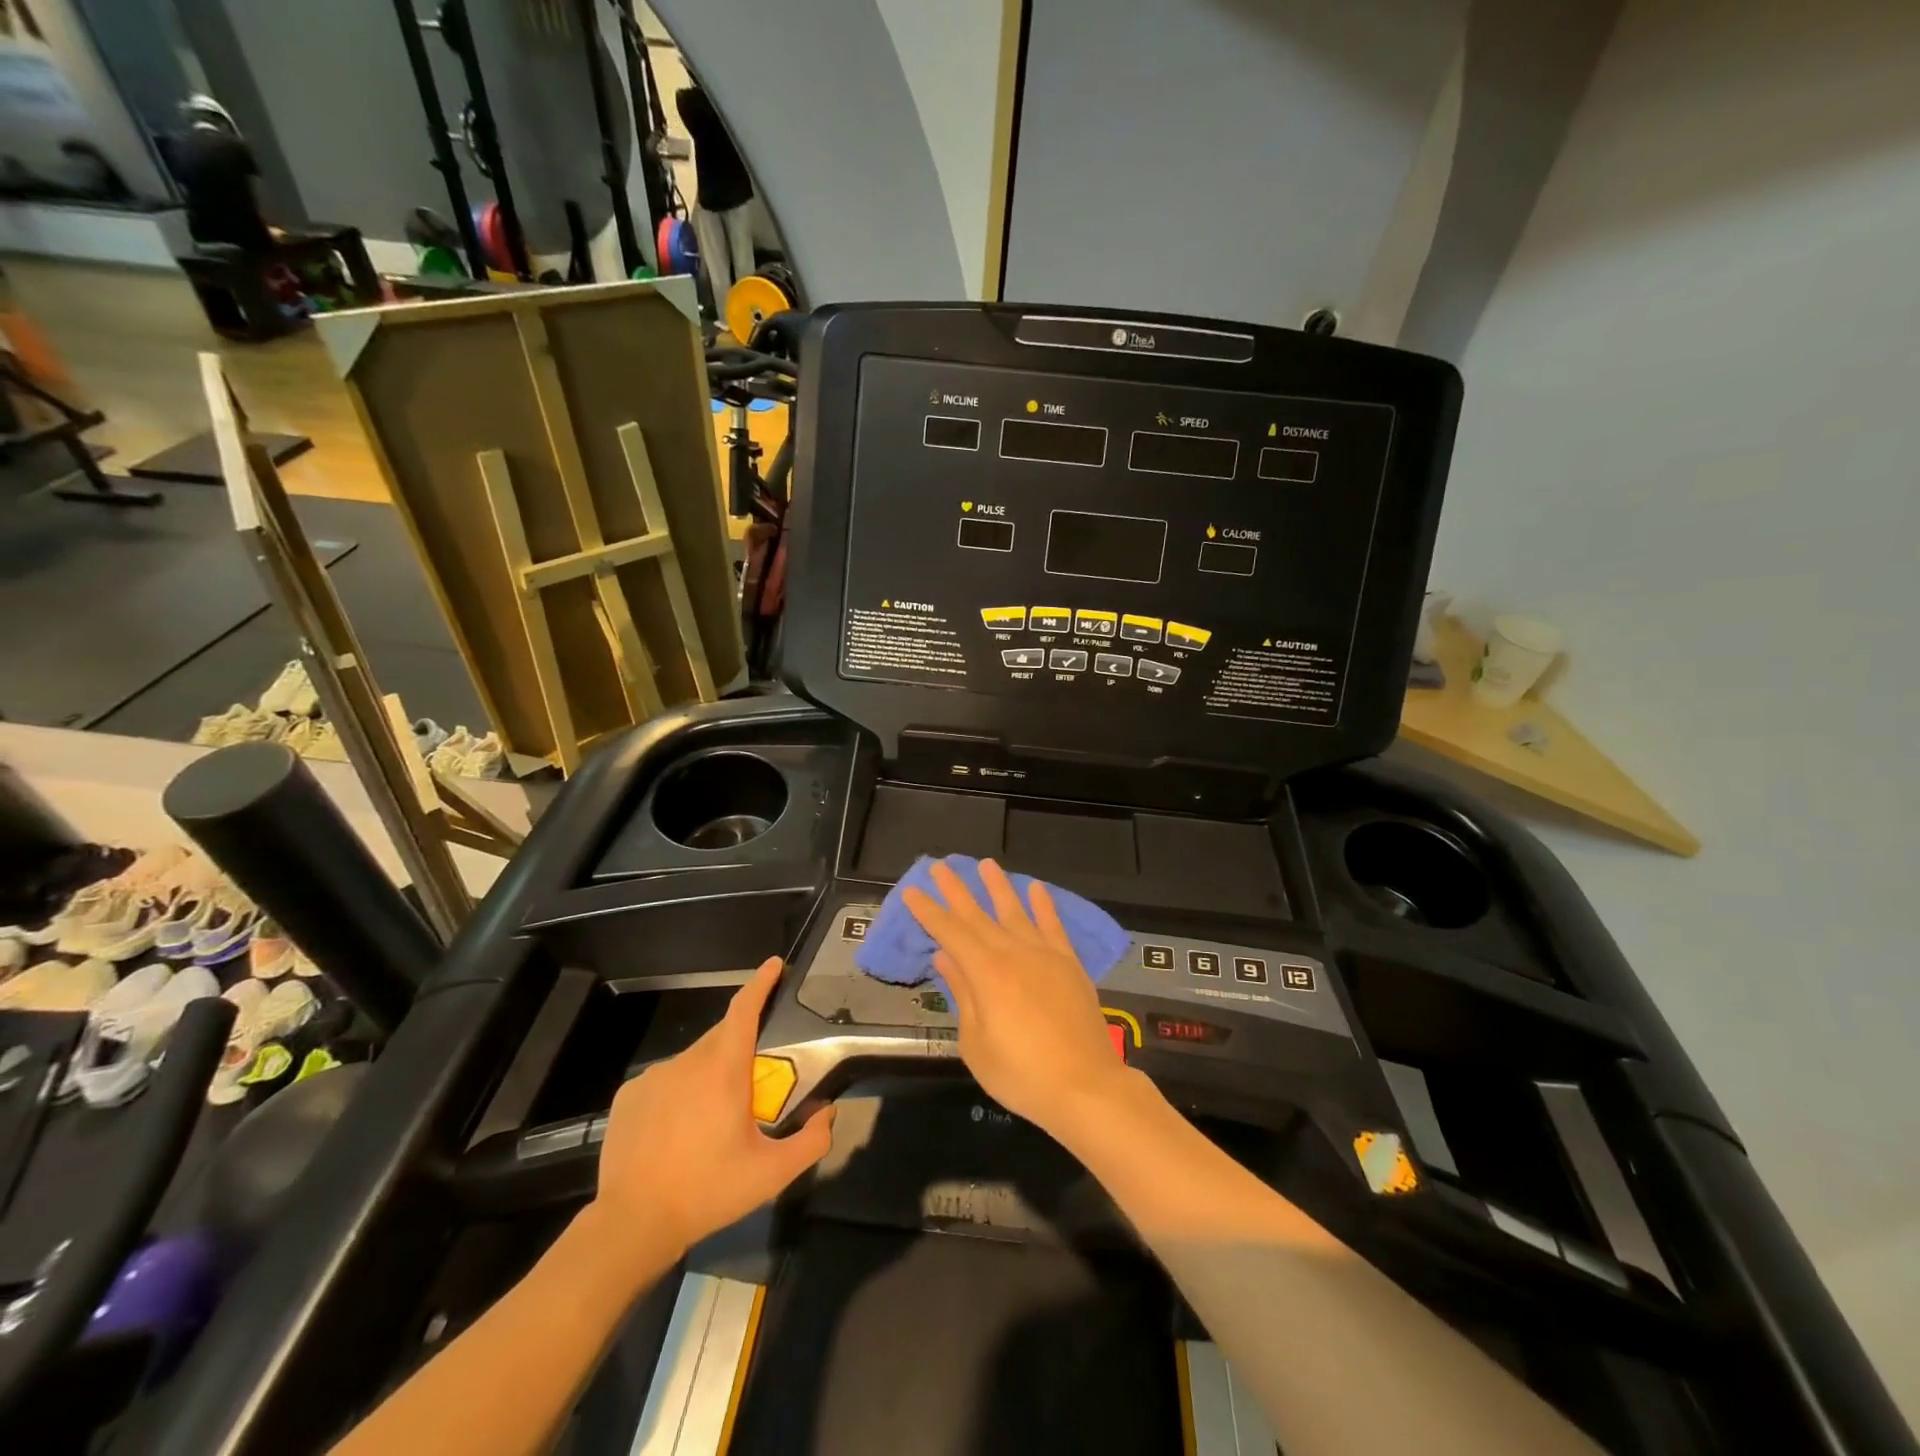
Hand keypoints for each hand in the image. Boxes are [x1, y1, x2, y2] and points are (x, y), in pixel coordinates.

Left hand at [592, 957, 833, 1263]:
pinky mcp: (628, 1096)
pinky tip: (678, 1130)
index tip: (775, 965)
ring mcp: (653, 1077)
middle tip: (756, 1081)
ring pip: (693, 1061)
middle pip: (722, 1036)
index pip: (745, 1009)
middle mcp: (687, 1061)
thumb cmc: (707, 1192)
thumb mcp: (771, 1174)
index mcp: (724, 1069)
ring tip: (713, 1118)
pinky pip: (665, 1081)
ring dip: (710, 1074)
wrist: (632, 1225)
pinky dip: (680, 1092)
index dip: (761, 983)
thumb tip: (827, 1111)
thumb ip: (811, 1140)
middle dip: (741, 1045)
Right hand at [903, 858, 1132, 1137]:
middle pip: (978, 916)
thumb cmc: (1021, 1073)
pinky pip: (1053, 926)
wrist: (1085, 1087)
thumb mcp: (976, 1043)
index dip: (929, 912)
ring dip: (999, 887)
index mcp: (986, 973)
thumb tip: (946, 957)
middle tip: (939, 867)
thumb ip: (963, 994)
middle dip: (956, 891)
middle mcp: (1014, 953)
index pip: (950, 933)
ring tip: (986, 864)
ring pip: (1016, 912)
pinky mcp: (1069, 964)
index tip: (912, 891)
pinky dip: (1044, 905)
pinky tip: (1036, 888)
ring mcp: (1045, 956)